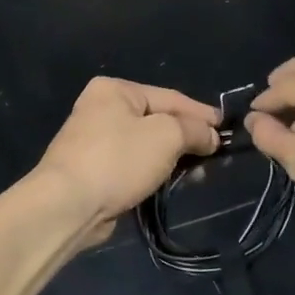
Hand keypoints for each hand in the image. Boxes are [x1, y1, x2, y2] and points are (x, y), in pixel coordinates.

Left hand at [33, 77, 219, 241]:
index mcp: (115, 90)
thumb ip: (193, 130)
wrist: (67, 204)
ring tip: (199, 174)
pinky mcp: (94, 170)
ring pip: (147, 145)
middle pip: (158, 120)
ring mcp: (95, 141)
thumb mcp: (165, 135)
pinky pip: (133, 165)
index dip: (201, 113)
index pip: (170, 97)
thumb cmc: (117, 159)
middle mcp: (102, 108)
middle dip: (187, 137)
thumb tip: (211, 136)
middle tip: (215, 155)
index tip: (227, 129)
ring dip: (173, 158)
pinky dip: (154, 173)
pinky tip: (172, 184)